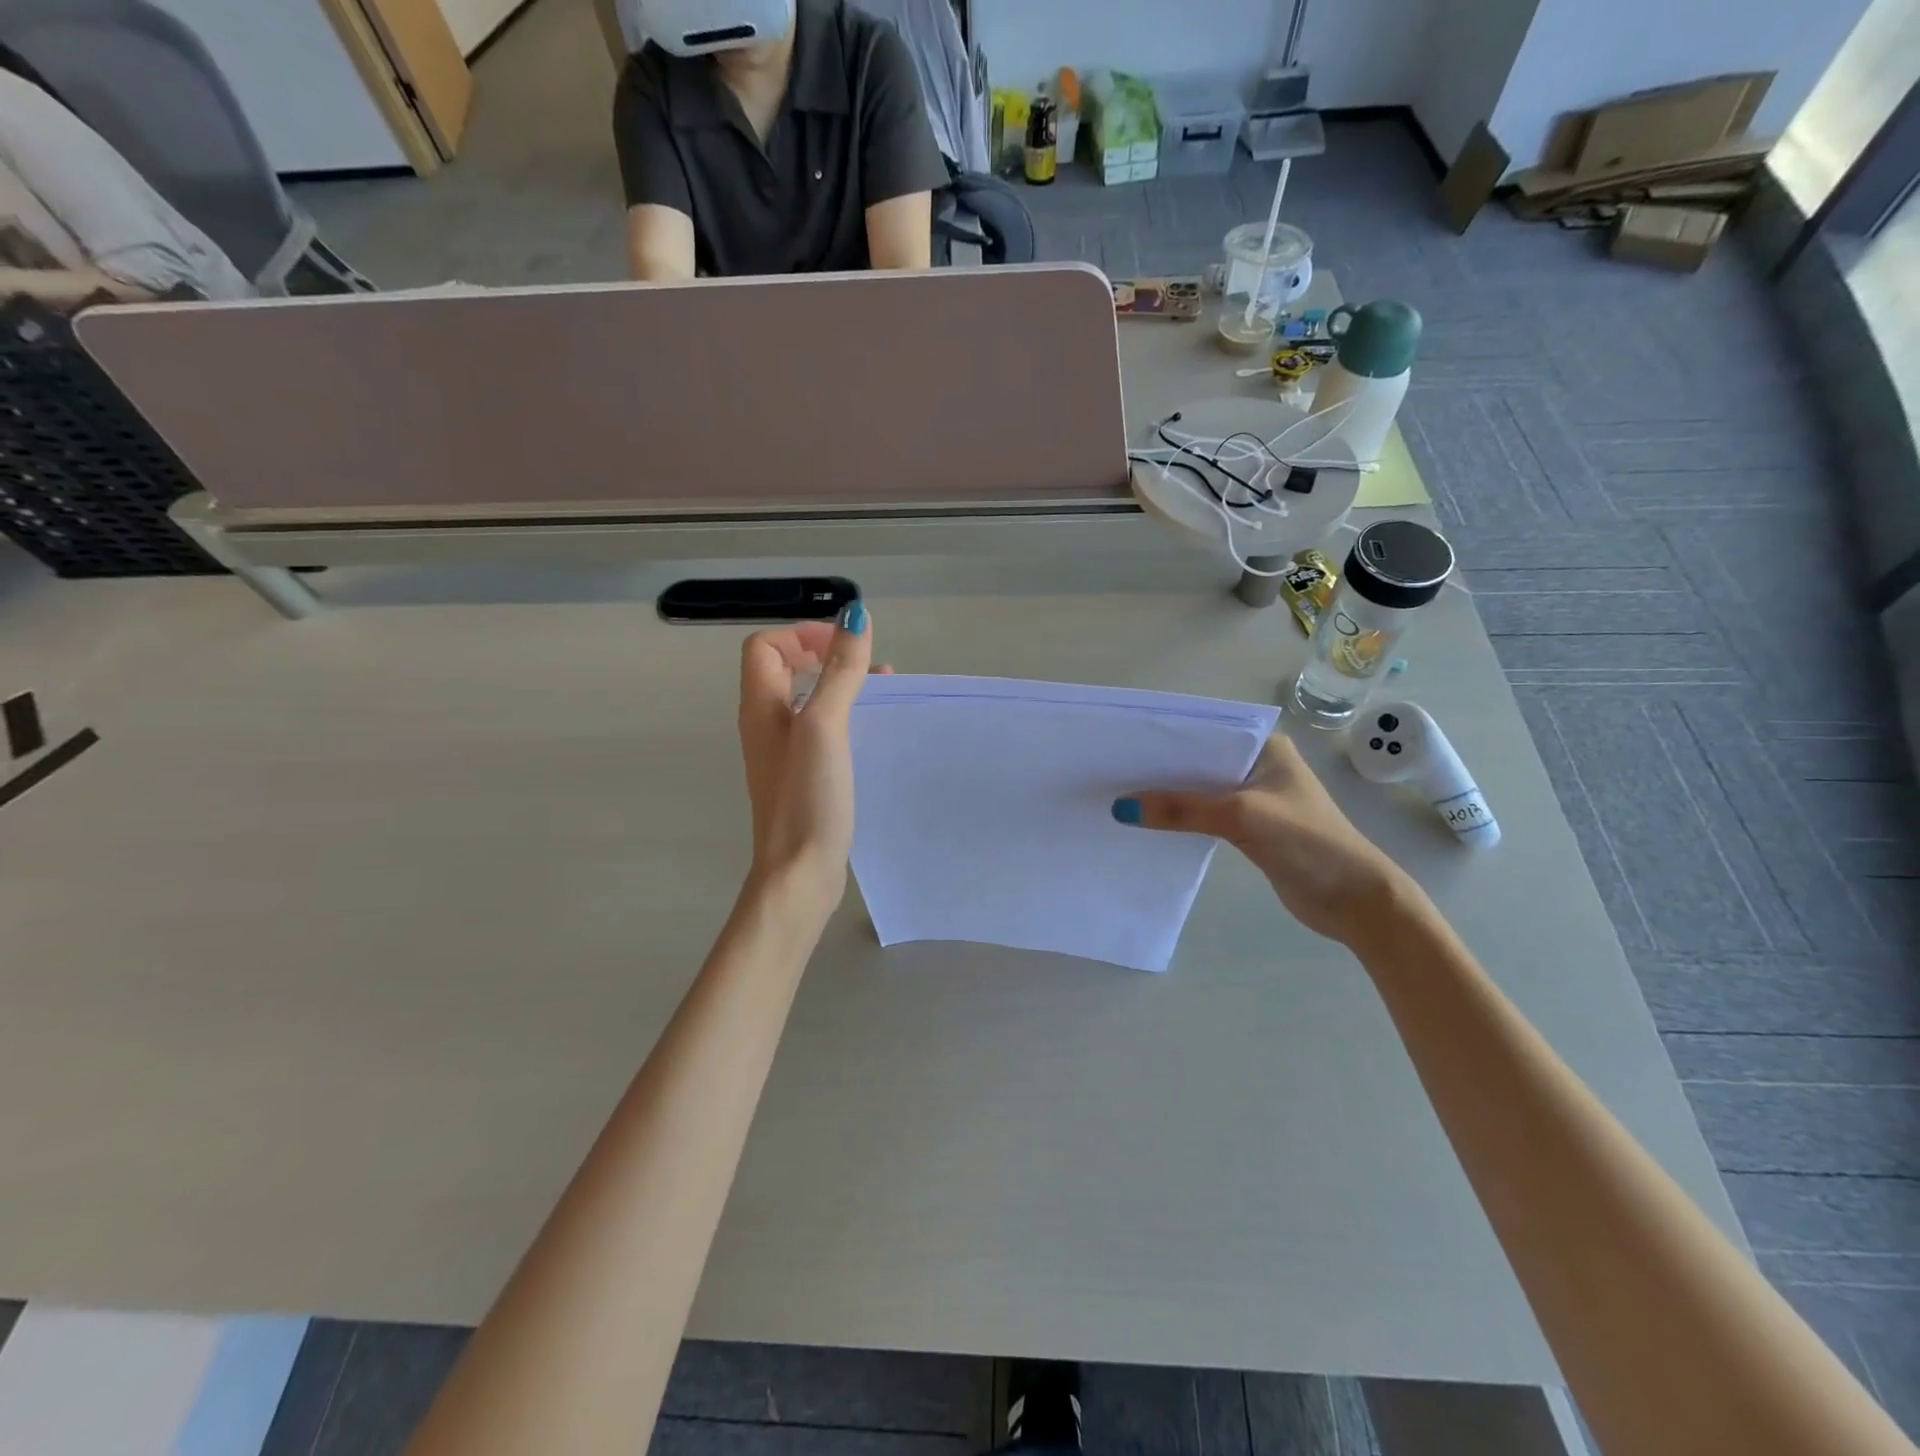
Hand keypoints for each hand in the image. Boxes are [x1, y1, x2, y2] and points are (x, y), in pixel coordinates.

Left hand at [736, 604, 874, 923]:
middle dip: (825, 656)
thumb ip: (839, 672)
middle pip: (784, 669)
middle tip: (867, 666)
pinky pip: (819, 730)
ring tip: (880, 690)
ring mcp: (783, 754)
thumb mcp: (825, 727)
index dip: (802, 636)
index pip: (766, 647)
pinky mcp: (802, 777)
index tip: (845, 648)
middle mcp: (765, 725)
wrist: (798, 873)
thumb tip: (855, 615)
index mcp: (761, 707)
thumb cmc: (808, 798)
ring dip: (838, 685)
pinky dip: (843, 717)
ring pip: (806, 700)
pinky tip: (871, 732)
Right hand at [1113, 733, 1409, 946]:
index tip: (1122, 742)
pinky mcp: (1249, 829)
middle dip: (1160, 768)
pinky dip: (1180, 819)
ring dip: (1167, 796)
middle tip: (1111, 770)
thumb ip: (1182, 810)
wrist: (1354, 900)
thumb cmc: (1307, 842)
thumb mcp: (1241, 816)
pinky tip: (1147, 822)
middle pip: (1198, 762)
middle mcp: (1258, 766)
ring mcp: (1253, 798)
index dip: (1165, 737)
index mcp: (1265, 747)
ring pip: (1199, 790)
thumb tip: (1121, 809)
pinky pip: (1204, 816)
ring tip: (1119, 794)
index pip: (1206, 733)